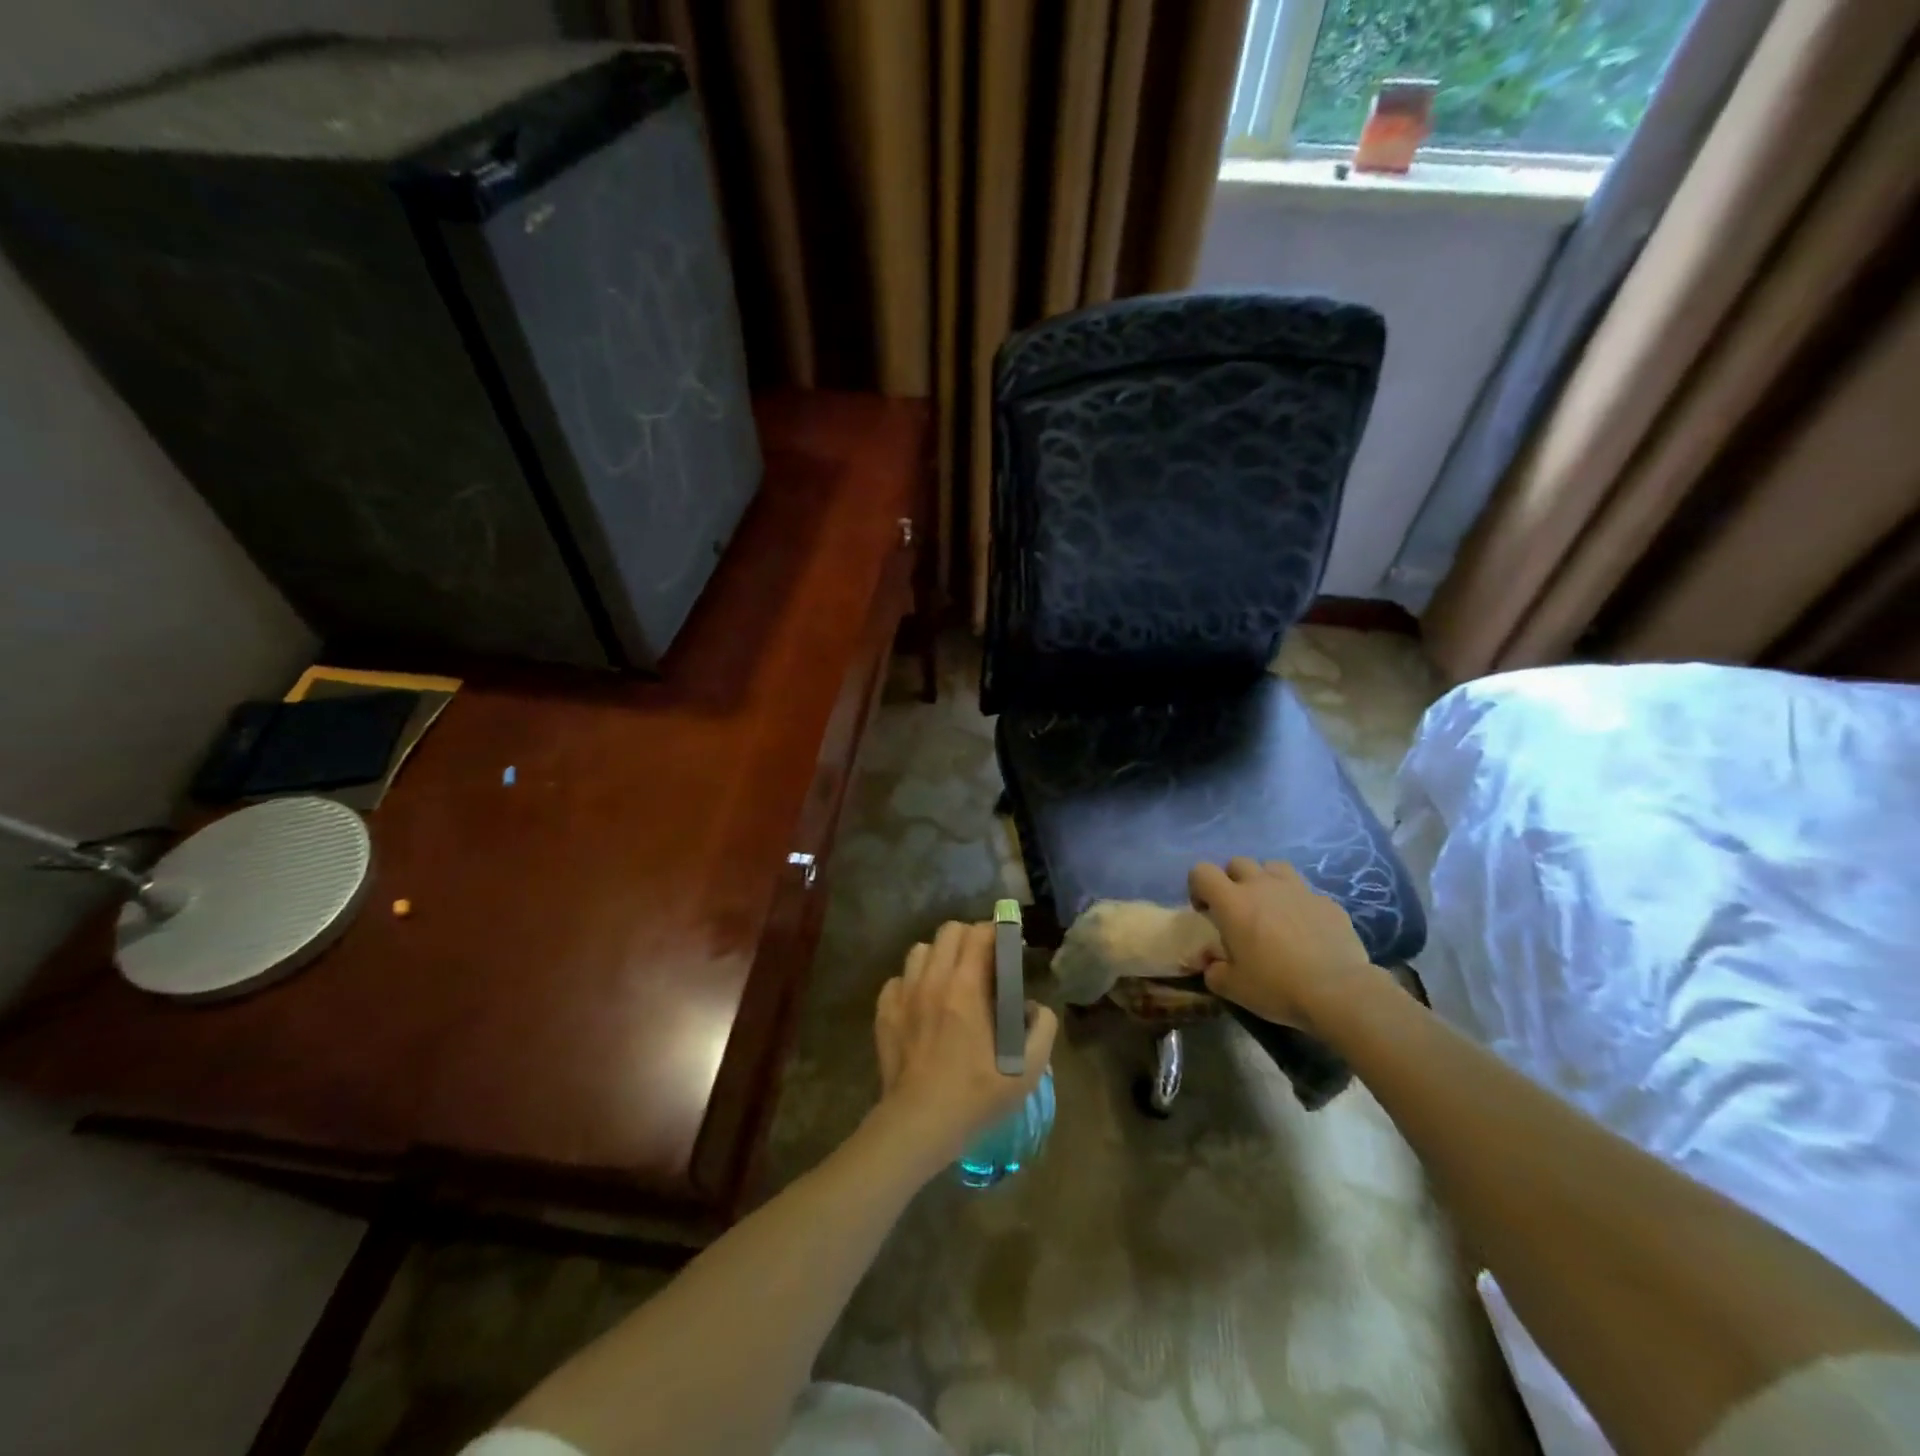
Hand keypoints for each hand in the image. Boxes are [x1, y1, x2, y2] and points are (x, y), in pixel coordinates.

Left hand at [872, 921, 1057, 1171]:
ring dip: (940, 957)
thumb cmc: (975, 1096)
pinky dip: (913, 982)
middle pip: (949, 931)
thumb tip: (1035, 1007)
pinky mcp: (885, 1011)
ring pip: (921, 950)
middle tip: (983, 962)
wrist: (918, 1124)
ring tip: (951, 980)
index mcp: (966, 988)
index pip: (980, 934)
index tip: (1009, 946)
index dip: (997, 933)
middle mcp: (932, 980)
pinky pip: (899, 978)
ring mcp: (904, 993)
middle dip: (970, 938)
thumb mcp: (1026, 1071)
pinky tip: (923, 1004)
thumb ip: (1042, 1030)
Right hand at [1188, 858, 1372, 1034]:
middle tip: (1238, 911)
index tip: (1205, 911)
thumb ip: (1214, 971)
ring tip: (1271, 909)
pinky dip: (1299, 904)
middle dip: (1232, 881)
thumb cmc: (1277, 986)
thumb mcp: (1233, 988)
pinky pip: (1305, 892)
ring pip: (1274, 867)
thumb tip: (1211, 964)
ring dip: (1266, 881)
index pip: (1202, 871)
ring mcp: (1298, 890)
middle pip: (1238, 862)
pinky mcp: (1327, 902)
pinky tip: (1305, 929)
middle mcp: (1262, 886)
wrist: (1339, 991)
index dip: (1198, 886)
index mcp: (1233, 902)